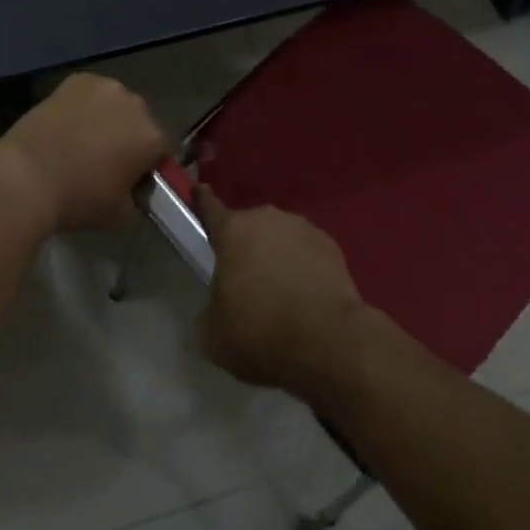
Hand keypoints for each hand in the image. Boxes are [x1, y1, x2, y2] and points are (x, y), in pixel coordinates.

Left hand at [0, 74, 167, 231]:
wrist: (26, 176)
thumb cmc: (77, 199)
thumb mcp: (120, 214)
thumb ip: (137, 197)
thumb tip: (134, 189)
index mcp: (151, 136)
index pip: (165, 149)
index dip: (152, 164)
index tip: (136, 178)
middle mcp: (135, 103)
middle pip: (142, 121)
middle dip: (131, 137)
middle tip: (109, 159)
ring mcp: (105, 86)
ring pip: (117, 103)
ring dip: (110, 118)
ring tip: (85, 139)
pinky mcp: (78, 79)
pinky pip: (91, 93)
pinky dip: (85, 105)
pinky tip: (68, 124)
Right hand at [194, 188, 370, 401]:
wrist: (328, 341)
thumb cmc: (261, 332)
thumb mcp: (215, 335)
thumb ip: (209, 312)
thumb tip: (218, 309)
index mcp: (232, 231)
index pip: (210, 208)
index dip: (202, 201)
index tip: (198, 189)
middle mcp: (266, 218)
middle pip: (248, 229)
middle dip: (245, 249)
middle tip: (247, 284)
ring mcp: (301, 228)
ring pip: (279, 239)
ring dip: (276, 257)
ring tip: (281, 295)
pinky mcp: (330, 245)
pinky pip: (307, 252)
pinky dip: (303, 268)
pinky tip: (306, 297)